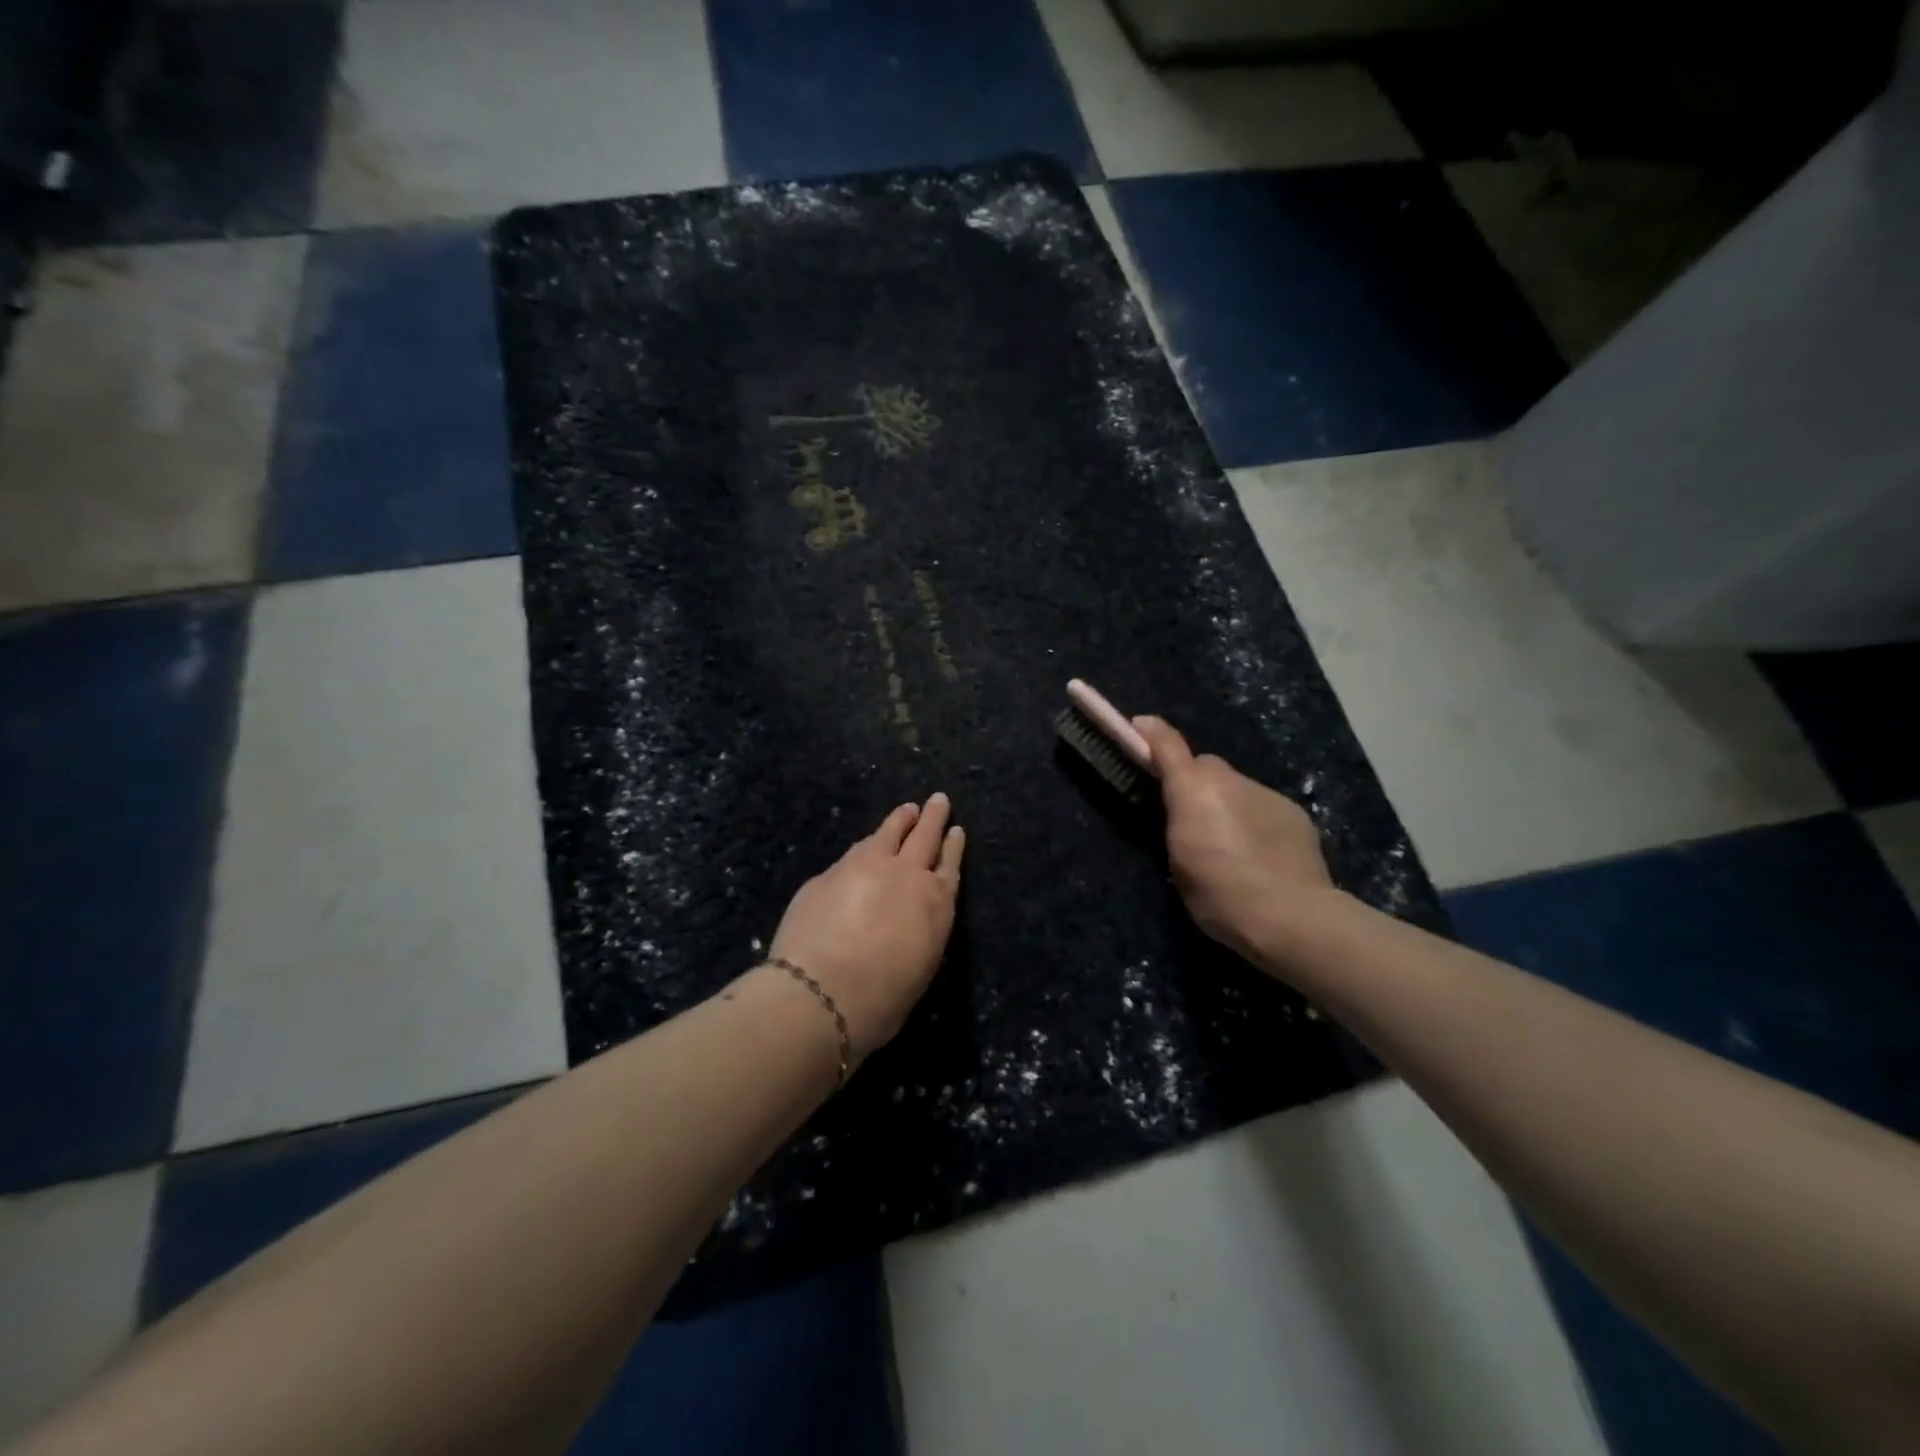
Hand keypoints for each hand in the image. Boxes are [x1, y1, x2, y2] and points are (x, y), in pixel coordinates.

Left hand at [767, 793, 965, 1057]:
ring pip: (887, 833)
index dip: (953, 847)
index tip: (956, 830)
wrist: (823, 992)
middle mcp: (906, 875)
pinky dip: (866, 846)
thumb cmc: (881, 999)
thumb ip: (917, 936)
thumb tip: (905, 926)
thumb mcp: (918, 969)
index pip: (949, 866)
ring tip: (906, 811)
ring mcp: (864, 867)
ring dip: (899, 821)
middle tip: (938, 800)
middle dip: (933, 817)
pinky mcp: (829, 873)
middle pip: (924, 837)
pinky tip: (864, 847)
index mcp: (936, 903)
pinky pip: (854, 852)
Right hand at [1133, 716, 1338, 967]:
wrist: (1292, 917)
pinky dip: (1254, 818)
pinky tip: (1260, 852)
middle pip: (1205, 767)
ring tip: (1231, 843)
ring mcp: (1266, 793)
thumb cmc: (1220, 896)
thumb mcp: (1179, 863)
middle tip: (1191, 818)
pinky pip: (1262, 805)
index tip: (1140, 727)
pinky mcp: (1293, 811)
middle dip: (1195, 783)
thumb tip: (1182, 810)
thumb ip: (1177, 824)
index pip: (1167, 745)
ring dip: (1226, 803)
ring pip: (1236, 787)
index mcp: (1193, 791)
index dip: (1151, 733)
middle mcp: (1229, 781)